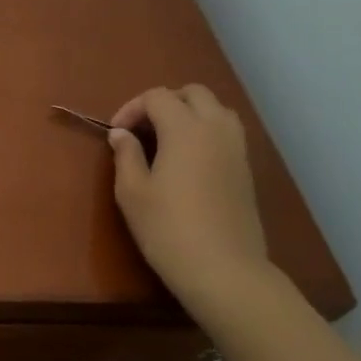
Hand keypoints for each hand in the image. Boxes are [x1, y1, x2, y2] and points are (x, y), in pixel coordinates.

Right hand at [108, 85, 268, 314]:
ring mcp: (237, 148)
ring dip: (190, 113)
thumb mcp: (132, 192)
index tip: (115, 134)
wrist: (222, 268)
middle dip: (164, 102)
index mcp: (185, 129)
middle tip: (142, 129)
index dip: (131, 108)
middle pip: (193, 93)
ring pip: (217, 109)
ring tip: (166, 140)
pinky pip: (227, 132)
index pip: (157, 97)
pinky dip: (206, 132)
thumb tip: (121, 134)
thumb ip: (126, 155)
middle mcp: (216, 129)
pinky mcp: (246, 169)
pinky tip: (188, 160)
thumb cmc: (167, 228)